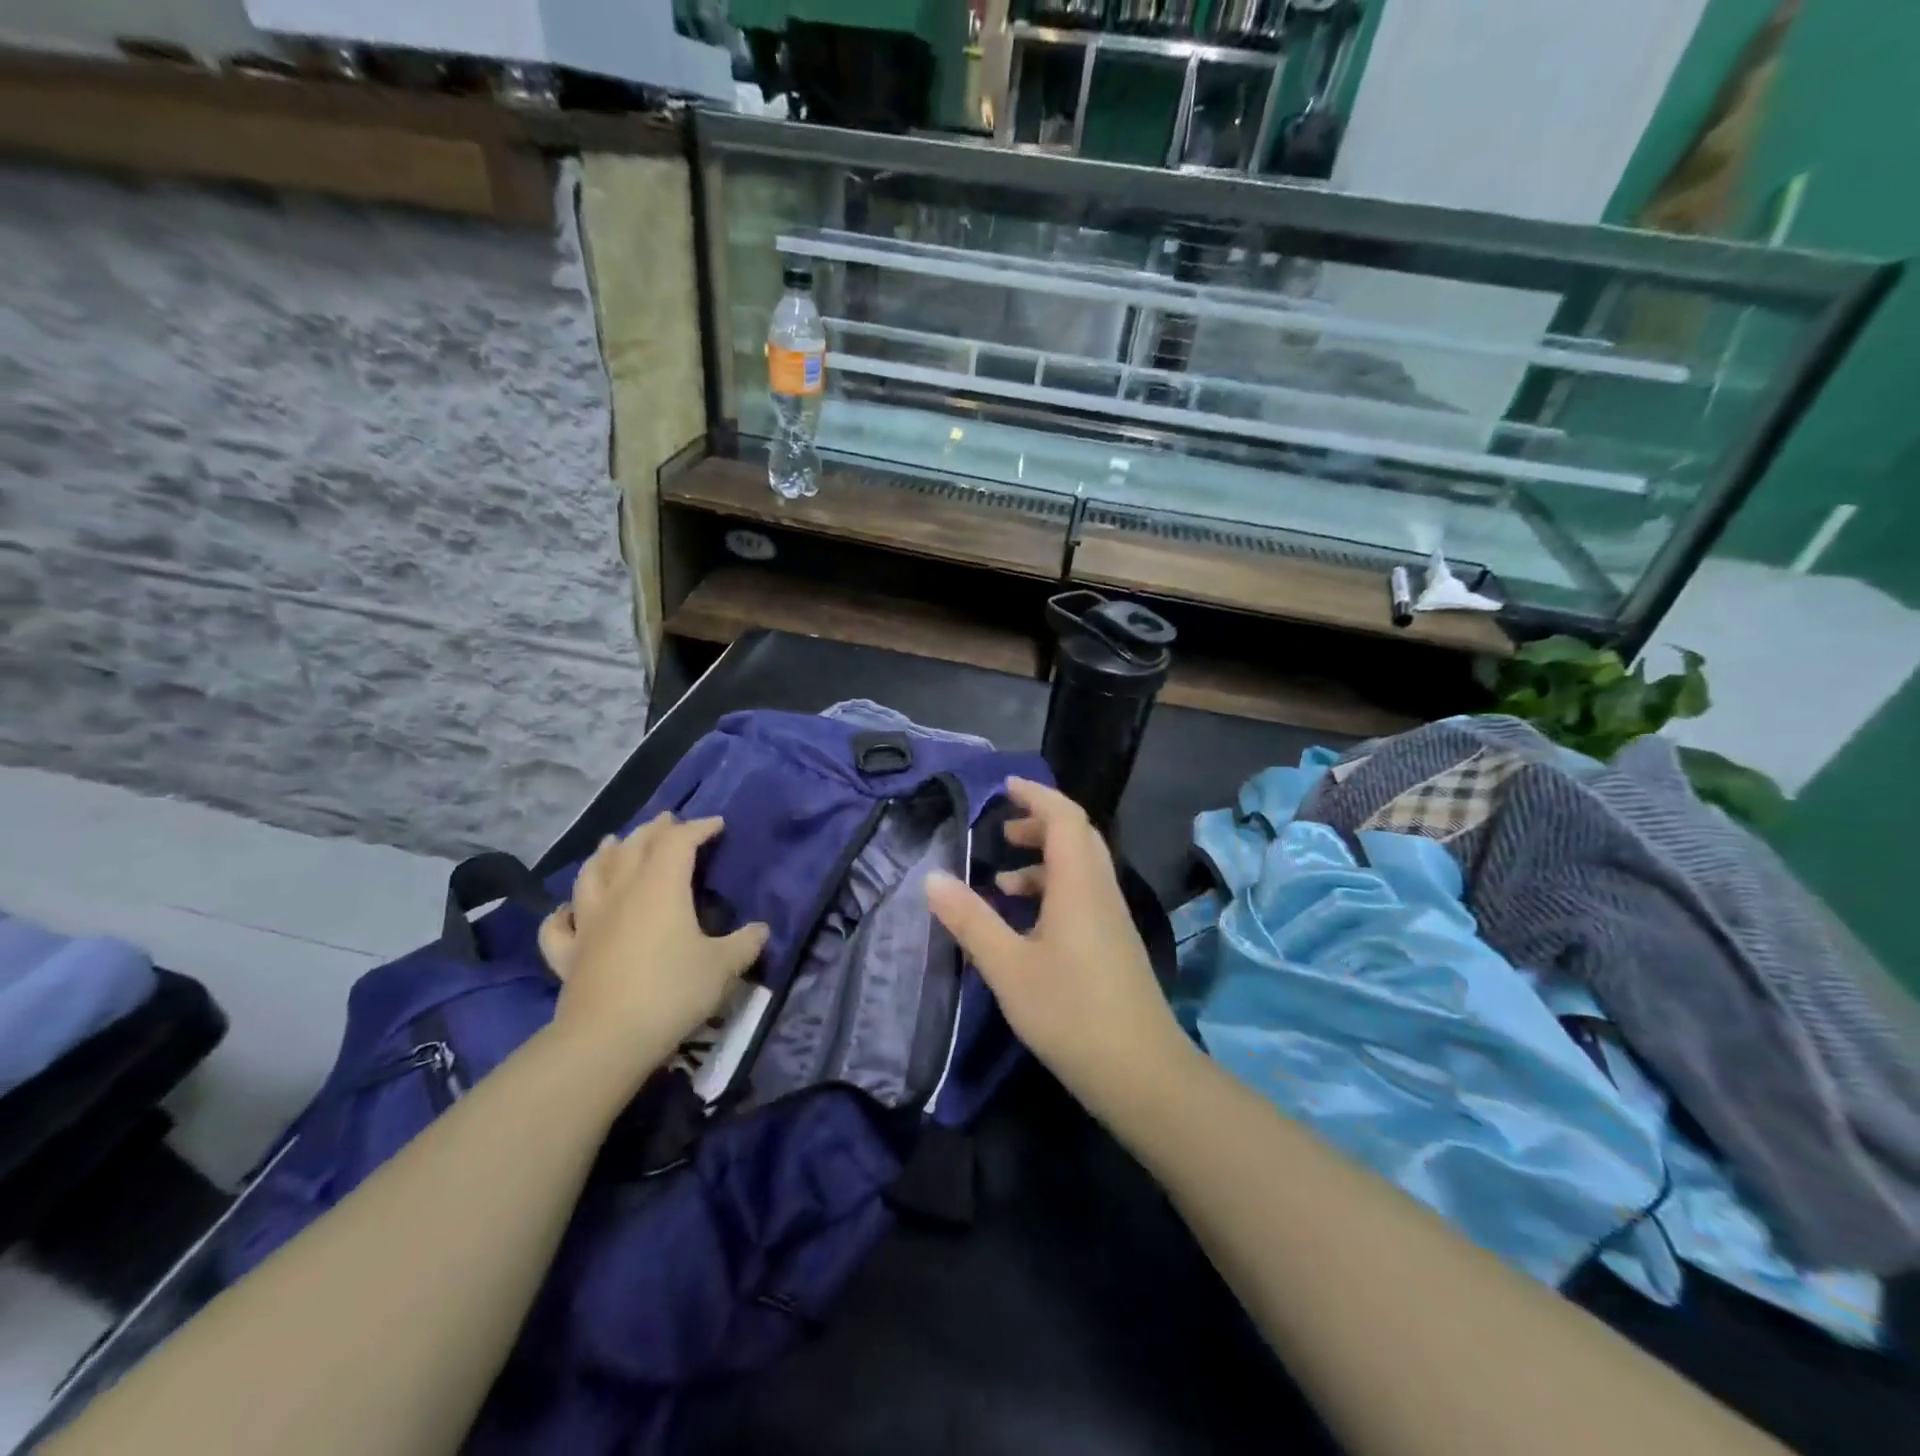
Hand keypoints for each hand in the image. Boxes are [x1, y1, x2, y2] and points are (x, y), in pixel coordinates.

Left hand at [537, 814, 767, 1074]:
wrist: (606, 1039)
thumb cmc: (672, 991)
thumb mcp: (723, 967)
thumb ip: (745, 943)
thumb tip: (761, 929)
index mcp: (661, 887)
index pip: (678, 842)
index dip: (698, 828)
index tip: (717, 825)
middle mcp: (621, 893)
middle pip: (633, 846)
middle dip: (653, 830)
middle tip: (669, 822)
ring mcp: (589, 922)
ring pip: (591, 873)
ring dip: (605, 853)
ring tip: (613, 843)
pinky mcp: (567, 954)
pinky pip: (558, 925)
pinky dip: (563, 912)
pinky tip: (568, 910)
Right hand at [925, 779, 1193, 1118]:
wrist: (1141, 1072)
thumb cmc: (1070, 1013)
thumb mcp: (1008, 967)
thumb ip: (970, 920)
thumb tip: (932, 877)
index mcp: (1079, 884)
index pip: (1064, 817)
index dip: (1036, 795)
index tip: (1005, 787)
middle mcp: (1101, 890)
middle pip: (1077, 836)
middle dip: (1039, 825)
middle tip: (1002, 832)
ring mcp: (1112, 918)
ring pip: (1080, 869)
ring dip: (1043, 863)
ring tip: (1002, 883)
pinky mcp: (1114, 943)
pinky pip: (1082, 896)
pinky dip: (1052, 892)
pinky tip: (1025, 926)